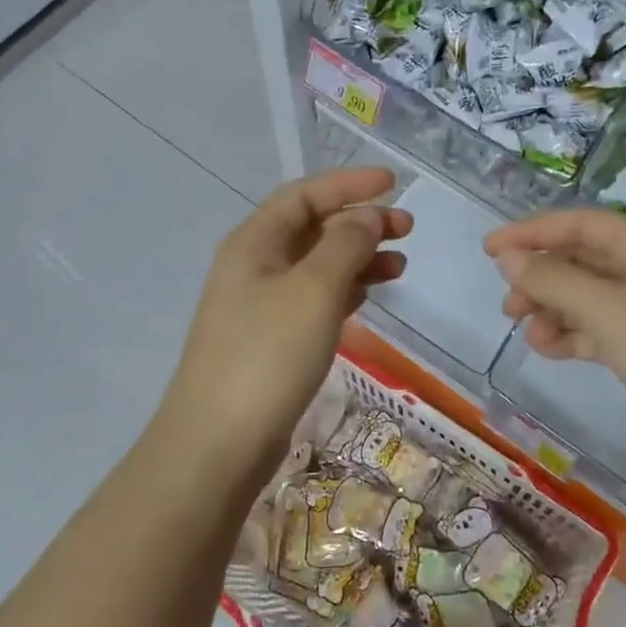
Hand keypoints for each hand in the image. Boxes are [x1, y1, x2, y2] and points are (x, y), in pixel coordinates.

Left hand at [157, 168, 410, 477]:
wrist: (219, 442)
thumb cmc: (268, 354)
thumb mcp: (313, 290)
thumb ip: (345, 245)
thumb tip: (366, 217)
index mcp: (254, 243)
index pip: (304, 195)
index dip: (348, 184)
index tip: (393, 184)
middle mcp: (254, 266)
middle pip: (312, 228)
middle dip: (359, 223)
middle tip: (407, 231)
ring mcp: (260, 305)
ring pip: (317, 266)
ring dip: (358, 259)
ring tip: (400, 266)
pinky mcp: (271, 340)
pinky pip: (313, 299)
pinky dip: (344, 291)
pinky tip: (368, 297)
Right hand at [484, 209, 625, 465]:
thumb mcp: (608, 310)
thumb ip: (553, 280)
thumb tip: (508, 256)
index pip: (579, 224)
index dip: (531, 232)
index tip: (489, 250)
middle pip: (582, 260)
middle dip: (541, 276)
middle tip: (508, 305)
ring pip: (589, 298)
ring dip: (554, 309)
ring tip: (527, 332)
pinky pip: (602, 331)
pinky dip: (574, 336)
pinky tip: (551, 349)